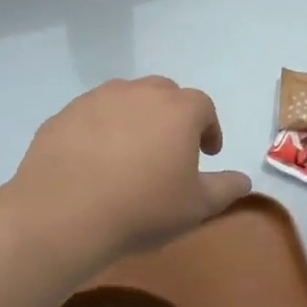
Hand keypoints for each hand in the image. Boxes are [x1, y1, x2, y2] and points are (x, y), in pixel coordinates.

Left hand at [9, 77, 251, 268]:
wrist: (63, 214)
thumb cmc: (142, 208)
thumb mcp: (196, 207)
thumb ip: (225, 188)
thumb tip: (244, 180)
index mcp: (178, 110)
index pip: (204, 107)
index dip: (209, 129)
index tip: (207, 153)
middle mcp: (139, 93)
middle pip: (165, 94)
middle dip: (173, 116)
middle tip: (170, 149)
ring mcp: (97, 99)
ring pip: (125, 99)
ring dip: (135, 118)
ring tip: (131, 152)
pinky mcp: (63, 115)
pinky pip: (91, 116)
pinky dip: (100, 130)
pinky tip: (94, 161)